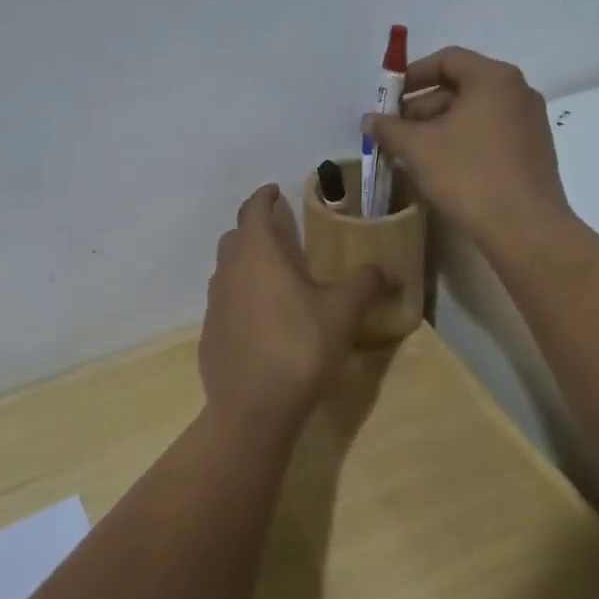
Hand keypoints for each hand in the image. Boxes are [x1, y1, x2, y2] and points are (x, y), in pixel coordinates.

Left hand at [199, 184, 386, 421]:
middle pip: (235, 237)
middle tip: (281, 233)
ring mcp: (215, 304)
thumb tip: (388, 268)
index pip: (253, 209)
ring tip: (274, 275)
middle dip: (254, 228)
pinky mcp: (210, 335)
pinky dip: (241, 297)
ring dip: (246, 263)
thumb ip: (366, 282)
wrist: (253, 407)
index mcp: (257, 253)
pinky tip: (262, 319)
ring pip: (227, 270)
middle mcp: (229, 271)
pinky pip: (225, 303)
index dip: (264, 196)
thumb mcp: (343, 311)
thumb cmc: (300, 346)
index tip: (276, 191)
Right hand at [363, 47, 572, 249]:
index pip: (447, 59)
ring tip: (412, 151)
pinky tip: (442, 166)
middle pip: (462, 86)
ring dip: (440, 125)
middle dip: (423, 105)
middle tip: (395, 129)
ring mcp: (530, 122)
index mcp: (494, 79)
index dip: (413, 75)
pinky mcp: (534, 151)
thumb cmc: (469, 175)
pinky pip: (491, 133)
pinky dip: (463, 140)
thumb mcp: (420, 148)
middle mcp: (518, 92)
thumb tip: (369, 120)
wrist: (525, 228)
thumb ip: (391, 128)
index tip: (389, 97)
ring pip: (476, 112)